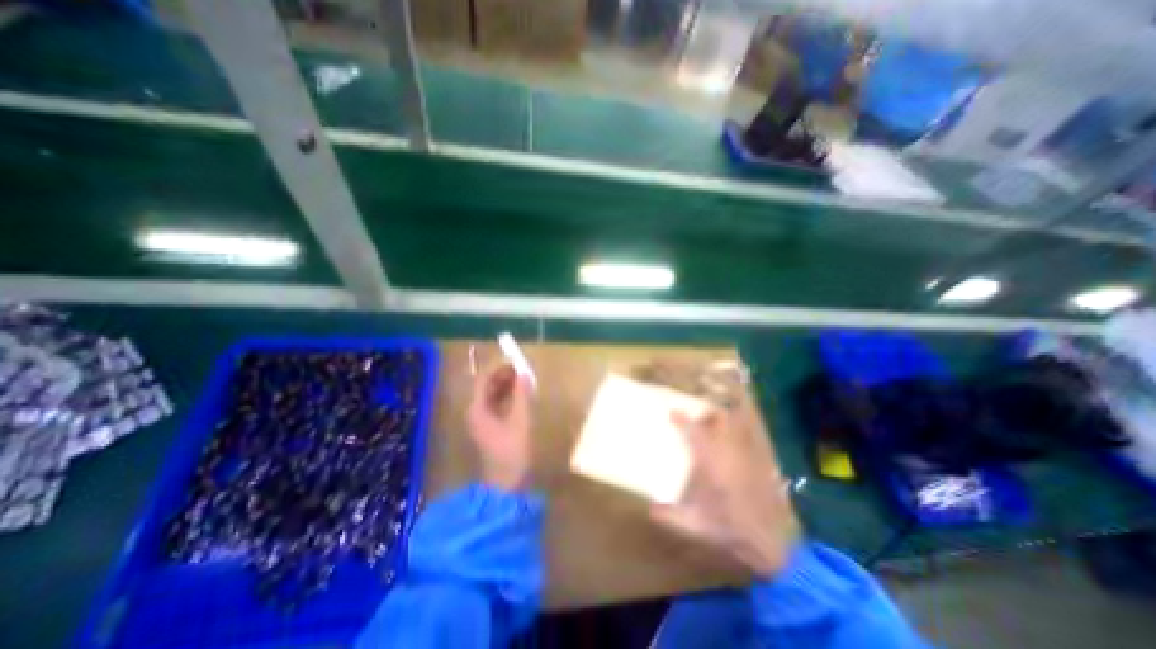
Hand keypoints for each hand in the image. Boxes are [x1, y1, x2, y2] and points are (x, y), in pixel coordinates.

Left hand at [467, 361, 535, 491]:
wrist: (506, 485)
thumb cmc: (512, 451)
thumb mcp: (520, 420)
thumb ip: (521, 395)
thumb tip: (524, 373)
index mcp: (478, 409)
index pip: (484, 379)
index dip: (499, 366)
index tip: (515, 359)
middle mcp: (476, 411)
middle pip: (487, 385)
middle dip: (504, 374)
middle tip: (522, 368)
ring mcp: (482, 420)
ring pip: (492, 394)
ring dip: (507, 384)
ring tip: (524, 378)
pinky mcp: (490, 426)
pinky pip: (497, 403)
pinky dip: (508, 395)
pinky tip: (521, 394)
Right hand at [647, 404, 801, 577]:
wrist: (768, 541)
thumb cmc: (729, 529)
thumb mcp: (695, 524)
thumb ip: (670, 516)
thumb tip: (650, 510)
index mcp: (711, 464)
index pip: (694, 433)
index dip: (682, 420)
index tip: (672, 412)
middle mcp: (729, 453)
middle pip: (720, 420)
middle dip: (707, 414)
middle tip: (696, 419)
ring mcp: (746, 455)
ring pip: (735, 425)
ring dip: (722, 422)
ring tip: (712, 428)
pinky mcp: (759, 462)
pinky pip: (747, 438)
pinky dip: (736, 435)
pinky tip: (730, 445)